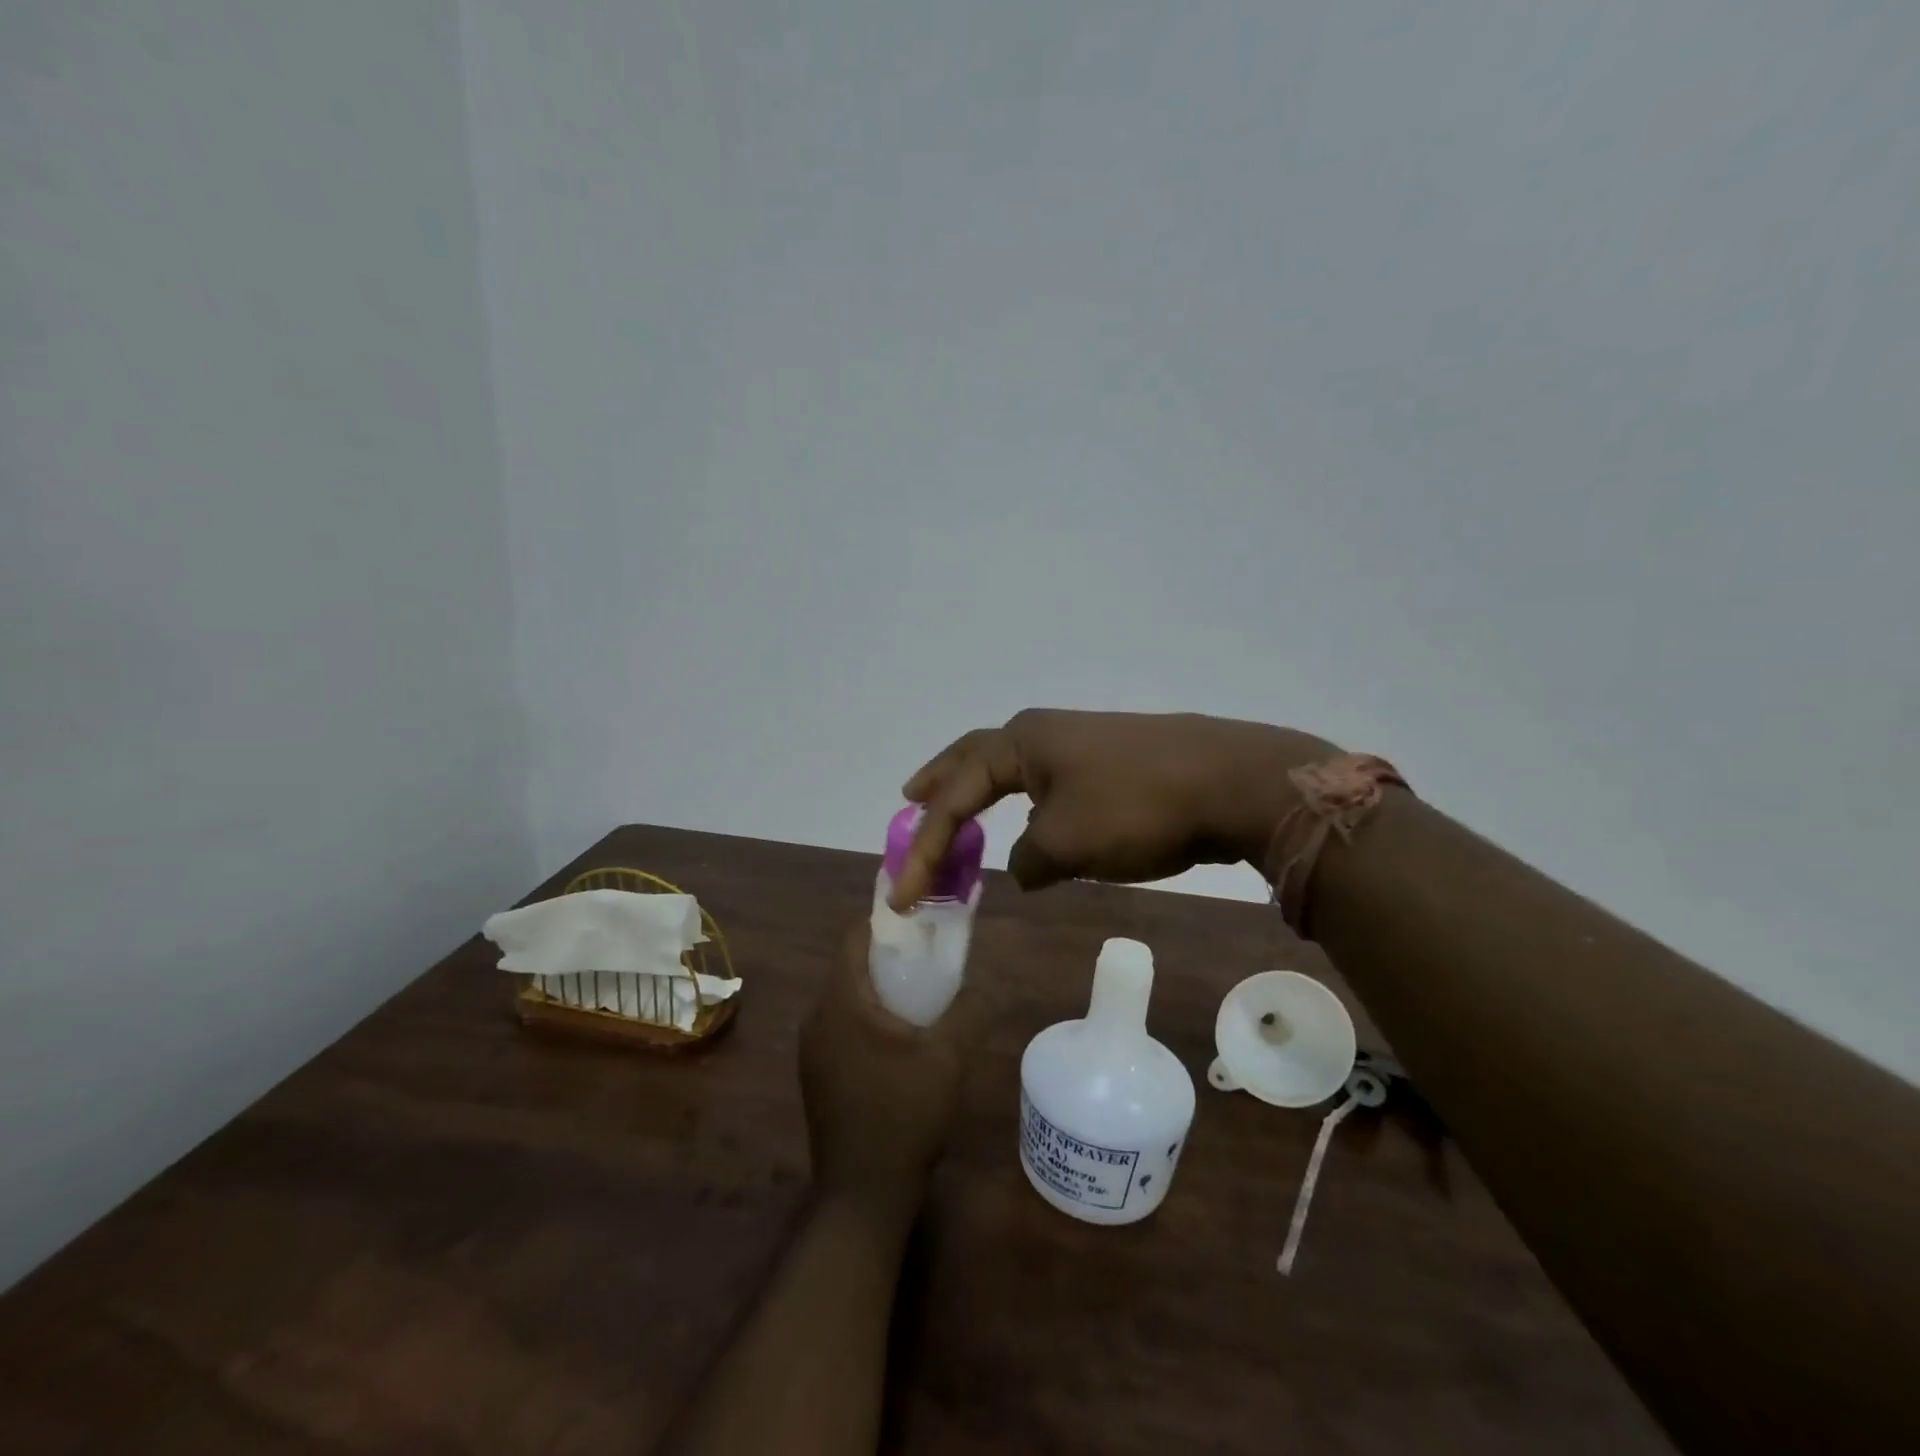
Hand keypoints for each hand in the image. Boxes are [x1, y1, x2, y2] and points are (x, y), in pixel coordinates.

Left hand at [799, 924, 984, 1221]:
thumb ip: (969, 1010)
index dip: (887, 920)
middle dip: (891, 956)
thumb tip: (983, 985)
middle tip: (931, 960)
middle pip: (851, 965)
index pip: (854, 936)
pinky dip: (870, 1017)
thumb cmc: (904, 1115)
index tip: (921, 921)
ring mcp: (813, 1048)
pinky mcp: (818, 1072)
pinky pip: (843, 1025)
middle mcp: (817, 1017)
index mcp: (841, 1002)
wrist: (863, 1193)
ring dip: (882, 990)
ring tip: (923, 999)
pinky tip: (902, 1041)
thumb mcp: (949, 1058)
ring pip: (848, 997)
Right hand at [891, 709, 1336, 908]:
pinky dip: (1026, 804)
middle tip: (910, 797)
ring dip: (984, 792)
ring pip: (1015, 771)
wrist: (1231, 781)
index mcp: (1022, 742)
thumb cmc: (1135, 807)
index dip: (925, 845)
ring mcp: (1082, 743)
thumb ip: (1029, 859)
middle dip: (941, 783)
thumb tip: (1026, 864)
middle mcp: (1045, 733)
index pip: (956, 794)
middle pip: (976, 759)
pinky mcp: (1113, 761)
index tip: (903, 892)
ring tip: (964, 809)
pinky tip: (1032, 821)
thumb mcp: (1067, 844)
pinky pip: (1050, 784)